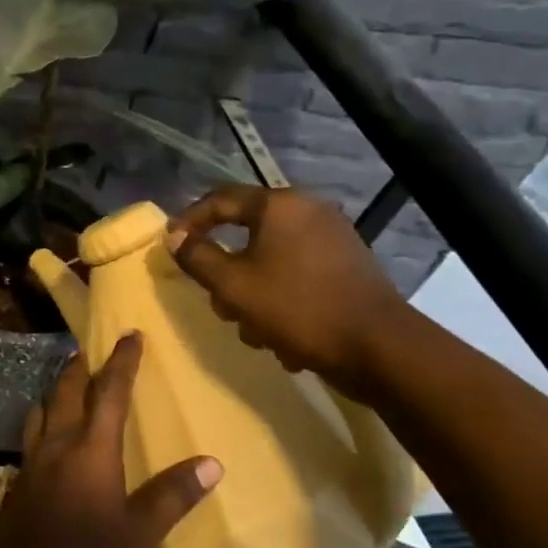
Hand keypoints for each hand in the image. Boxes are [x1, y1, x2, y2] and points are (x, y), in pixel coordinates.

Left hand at [0, 333, 220, 547]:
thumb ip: (173, 495)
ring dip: (59, 387)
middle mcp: (58, 443)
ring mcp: (33, 458)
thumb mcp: (140, 533)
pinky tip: (48, 429)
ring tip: (70, 380)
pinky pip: (33, 430)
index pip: (111, 392)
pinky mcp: (19, 476)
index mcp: (91, 449)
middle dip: (82, 365)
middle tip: (92, 348)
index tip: (131, 334)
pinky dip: (44, 414)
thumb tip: (212, 463)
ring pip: (44, 406)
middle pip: (68, 390)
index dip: (123, 361)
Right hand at [166, 185, 412, 401]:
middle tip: (219, 303)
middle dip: (226, 273)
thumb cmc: (297, 308)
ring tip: (255, 331)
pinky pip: (296, 275)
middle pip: (246, 234)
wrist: (379, 348)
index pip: (220, 200)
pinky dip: (282, 300)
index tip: (169, 246)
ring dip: (253, 295)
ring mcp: (332, 239)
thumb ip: (197, 257)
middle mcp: (308, 211)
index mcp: (280, 206)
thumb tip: (174, 237)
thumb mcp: (233, 285)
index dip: (188, 221)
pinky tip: (284, 337)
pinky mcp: (346, 267)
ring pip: (269, 260)